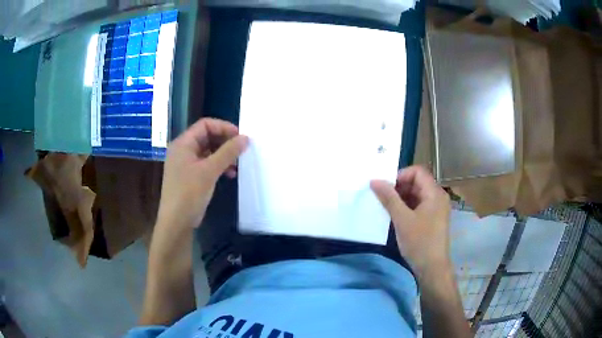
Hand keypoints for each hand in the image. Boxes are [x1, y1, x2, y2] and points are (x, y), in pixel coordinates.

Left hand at [156, 118, 248, 229]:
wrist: (176, 222)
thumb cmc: (189, 193)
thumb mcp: (209, 171)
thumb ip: (228, 152)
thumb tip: (246, 138)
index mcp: (183, 143)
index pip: (205, 124)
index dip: (223, 127)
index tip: (240, 137)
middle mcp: (183, 150)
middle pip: (207, 137)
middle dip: (225, 142)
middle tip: (241, 150)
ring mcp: (185, 164)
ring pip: (208, 151)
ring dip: (223, 155)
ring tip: (237, 164)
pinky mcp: (190, 176)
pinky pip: (206, 164)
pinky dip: (218, 166)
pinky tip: (229, 174)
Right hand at [370, 166, 450, 277]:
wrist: (432, 268)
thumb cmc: (419, 242)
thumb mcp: (402, 219)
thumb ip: (389, 198)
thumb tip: (374, 180)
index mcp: (434, 193)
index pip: (417, 172)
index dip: (401, 176)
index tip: (386, 188)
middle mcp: (438, 197)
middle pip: (417, 182)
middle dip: (399, 187)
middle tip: (383, 198)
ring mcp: (436, 209)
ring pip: (417, 194)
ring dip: (402, 198)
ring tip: (387, 208)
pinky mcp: (433, 219)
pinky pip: (419, 205)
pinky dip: (407, 207)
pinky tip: (396, 216)